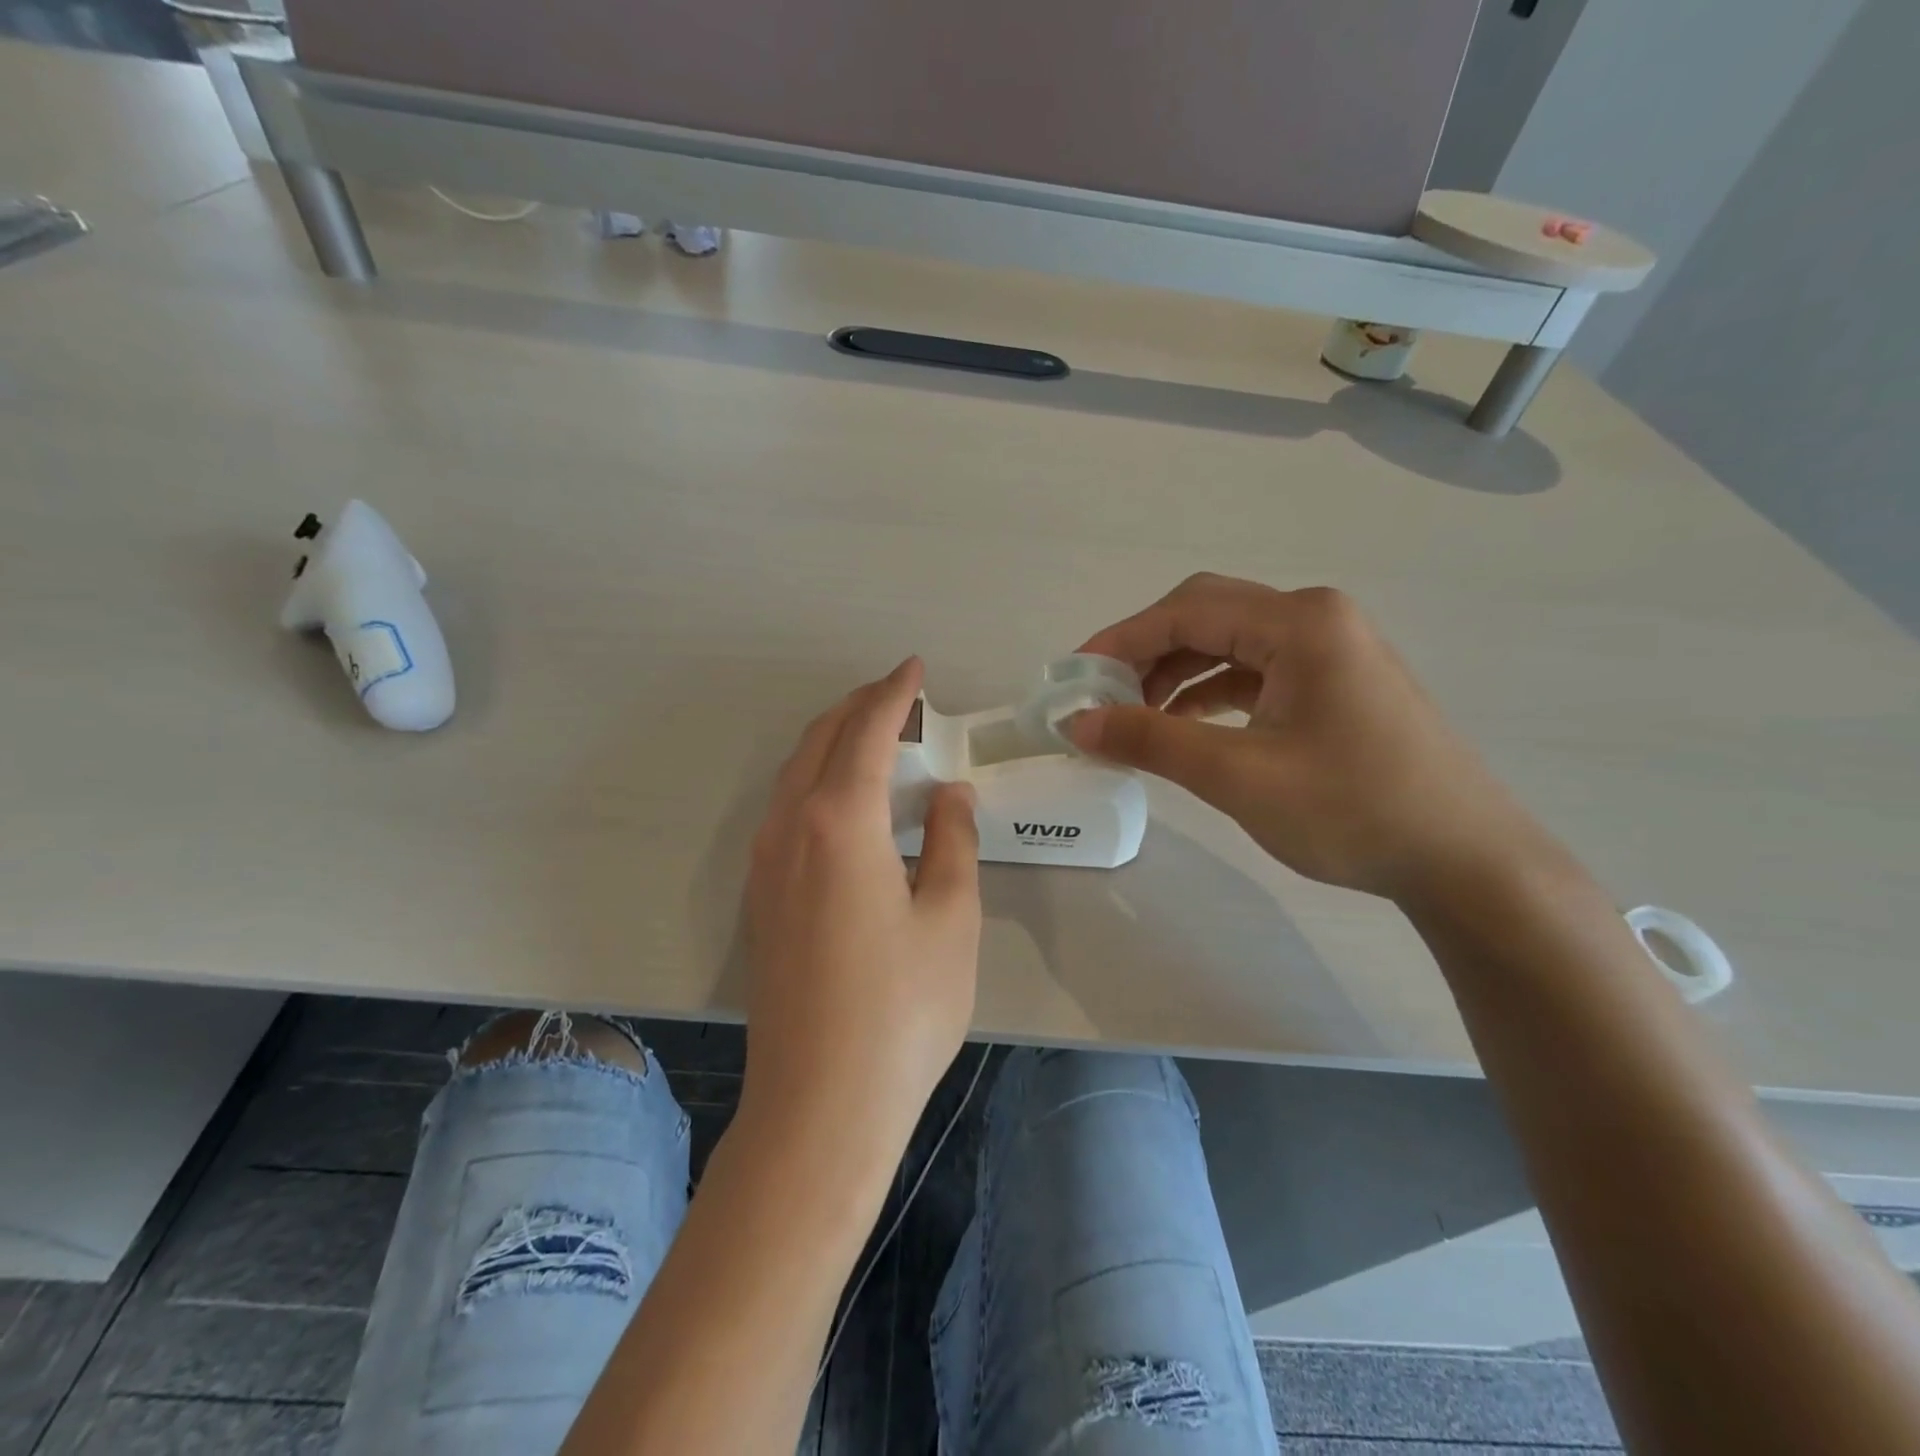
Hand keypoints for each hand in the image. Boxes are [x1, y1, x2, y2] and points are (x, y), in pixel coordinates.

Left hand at [741, 658, 981, 1162]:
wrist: (820, 1104)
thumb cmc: (901, 1009)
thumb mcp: (949, 918)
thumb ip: (951, 842)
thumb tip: (949, 796)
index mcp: (840, 821)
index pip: (866, 731)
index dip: (893, 694)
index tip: (914, 669)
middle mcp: (790, 829)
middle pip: (820, 741)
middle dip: (857, 707)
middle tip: (897, 695)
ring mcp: (765, 864)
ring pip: (794, 773)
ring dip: (832, 742)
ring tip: (873, 737)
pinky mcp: (758, 898)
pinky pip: (784, 809)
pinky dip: (815, 780)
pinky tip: (842, 802)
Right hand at [1070, 574, 1556, 903]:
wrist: (1465, 861)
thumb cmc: (1352, 810)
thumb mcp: (1238, 775)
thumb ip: (1151, 740)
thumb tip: (1076, 724)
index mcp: (1299, 622)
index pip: (1186, 611)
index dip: (1121, 641)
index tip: (1073, 679)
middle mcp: (1316, 618)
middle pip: (1207, 616)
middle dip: (1146, 653)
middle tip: (1101, 697)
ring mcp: (1331, 649)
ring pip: (1229, 644)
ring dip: (1175, 674)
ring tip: (1135, 718)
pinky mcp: (1334, 682)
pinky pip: (1255, 671)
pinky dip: (1210, 692)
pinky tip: (1185, 726)